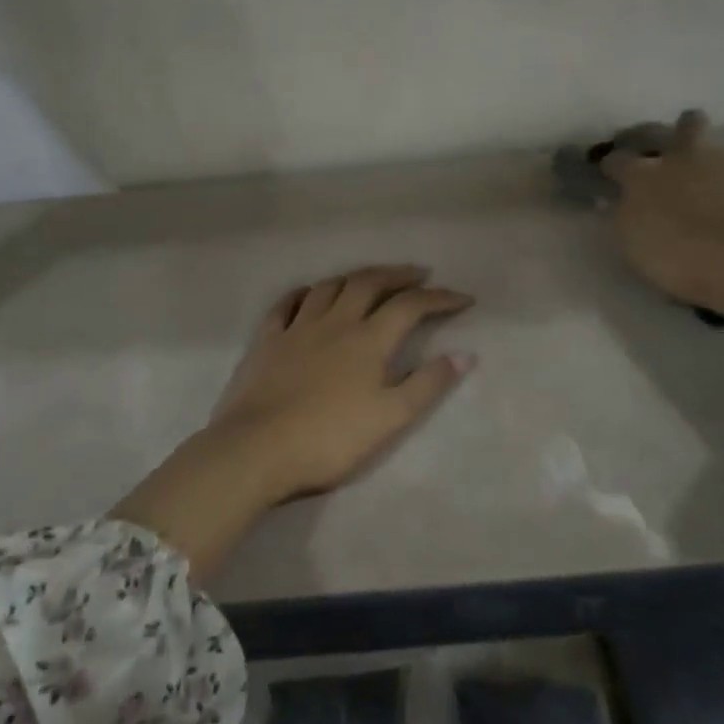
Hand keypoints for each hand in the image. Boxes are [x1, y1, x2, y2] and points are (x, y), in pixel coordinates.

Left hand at [209, 265, 475, 502]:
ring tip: (368, 280)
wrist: (257, 449)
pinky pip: (286, 304)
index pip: (411, 306)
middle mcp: (335, 322)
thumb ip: (428, 384)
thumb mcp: (390, 418)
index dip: (440, 298)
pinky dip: (304, 293)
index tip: (463, 298)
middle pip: (369, 283)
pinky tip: (309, 294)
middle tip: (418, 274)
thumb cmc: (330, 439)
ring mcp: (297, 327)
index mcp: (368, 340)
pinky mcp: (266, 340)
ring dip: (354, 278)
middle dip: (398, 275)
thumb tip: (465, 354)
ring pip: (329, 286)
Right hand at [603, 110, 723, 309]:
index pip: (618, 160)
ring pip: (716, 151)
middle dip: (681, 131)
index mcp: (642, 173)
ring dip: (708, 164)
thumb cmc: (670, 252)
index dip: (612, 167)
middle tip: (675, 149)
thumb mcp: (629, 235)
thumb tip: (625, 199)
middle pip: (686, 125)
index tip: (610, 176)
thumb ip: (626, 210)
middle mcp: (682, 159)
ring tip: (705, 190)